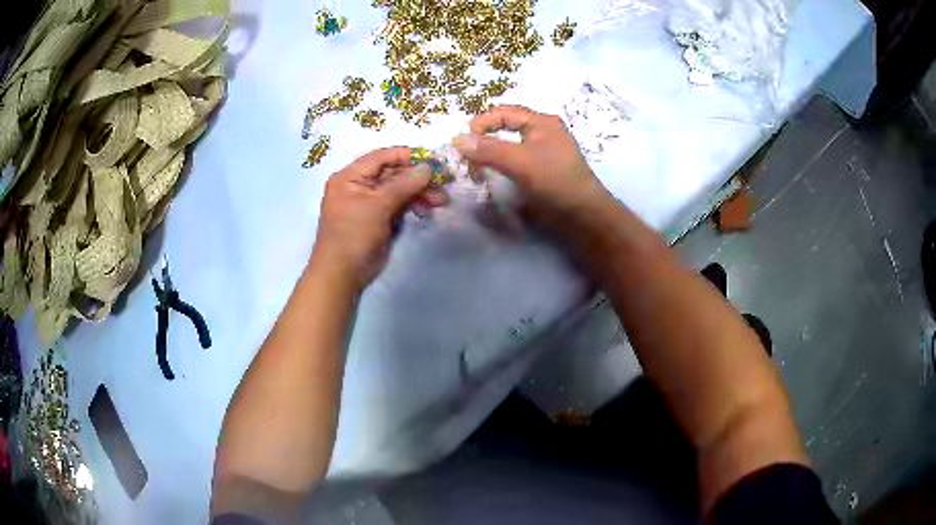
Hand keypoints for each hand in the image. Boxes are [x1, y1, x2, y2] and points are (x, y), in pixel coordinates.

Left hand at [312, 147, 444, 288]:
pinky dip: (413, 205)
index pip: (382, 157)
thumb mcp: (377, 206)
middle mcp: (359, 185)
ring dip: (420, 193)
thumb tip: (429, 167)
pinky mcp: (379, 218)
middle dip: (418, 178)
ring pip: (399, 190)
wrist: (342, 275)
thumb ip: (404, 184)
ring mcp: (370, 202)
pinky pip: (399, 204)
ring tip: (441, 202)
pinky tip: (427, 211)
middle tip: (444, 184)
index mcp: (350, 176)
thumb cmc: (353, 235)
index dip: (408, 155)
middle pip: (393, 173)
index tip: (434, 159)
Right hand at [453, 105, 617, 247]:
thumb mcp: (519, 161)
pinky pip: (517, 160)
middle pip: (507, 126)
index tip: (463, 141)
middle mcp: (544, 131)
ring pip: (511, 144)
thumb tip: (457, 140)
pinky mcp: (544, 170)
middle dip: (485, 137)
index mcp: (541, 122)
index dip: (481, 122)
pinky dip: (502, 164)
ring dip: (492, 152)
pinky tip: (494, 175)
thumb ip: (488, 149)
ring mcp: (545, 151)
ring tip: (477, 166)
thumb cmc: (554, 180)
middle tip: (468, 154)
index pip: (504, 112)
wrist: (583, 214)